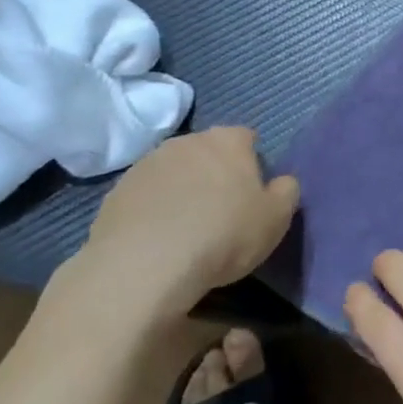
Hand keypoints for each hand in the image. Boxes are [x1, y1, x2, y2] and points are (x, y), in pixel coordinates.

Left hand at [44, 128, 298, 342]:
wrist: (144, 265)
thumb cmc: (223, 235)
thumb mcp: (276, 218)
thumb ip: (286, 191)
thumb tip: (282, 182)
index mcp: (228, 141)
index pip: (247, 138)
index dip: (252, 162)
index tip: (253, 191)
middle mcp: (186, 141)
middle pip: (207, 151)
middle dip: (214, 172)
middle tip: (221, 209)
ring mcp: (146, 164)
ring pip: (174, 171)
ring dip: (182, 189)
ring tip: (187, 227)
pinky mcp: (116, 192)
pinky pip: (146, 195)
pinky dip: (154, 208)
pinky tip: (158, 238)